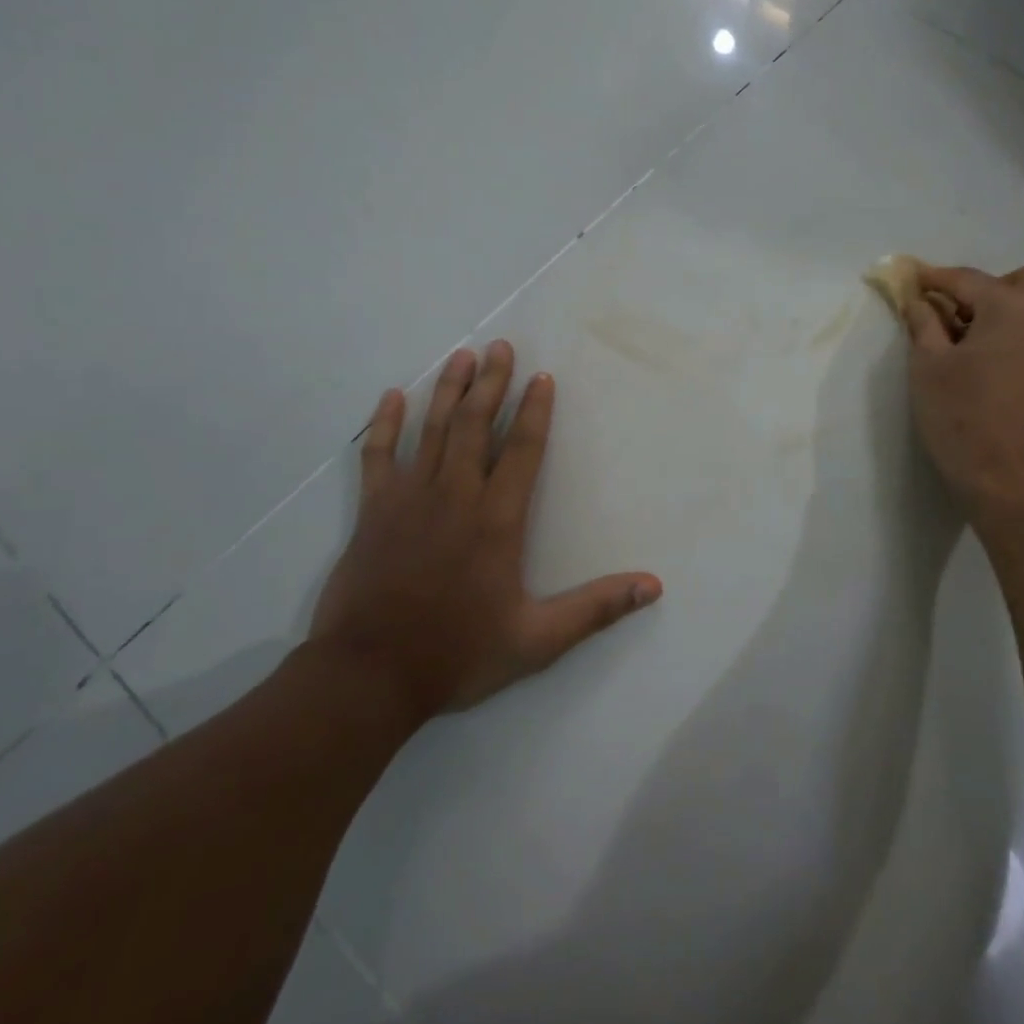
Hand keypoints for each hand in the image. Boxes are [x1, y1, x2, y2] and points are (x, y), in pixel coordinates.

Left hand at [308, 341, 661, 723]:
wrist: (368, 676)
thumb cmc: (457, 654)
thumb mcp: (538, 640)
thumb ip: (596, 608)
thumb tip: (654, 586)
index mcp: (497, 520)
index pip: (521, 450)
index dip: (534, 411)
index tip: (542, 377)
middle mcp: (455, 496)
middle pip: (475, 425)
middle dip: (491, 383)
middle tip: (501, 346)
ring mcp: (409, 499)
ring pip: (432, 430)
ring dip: (448, 390)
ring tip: (462, 356)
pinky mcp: (373, 511)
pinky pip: (378, 456)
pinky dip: (385, 424)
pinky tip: (392, 397)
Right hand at [901, 264, 1023, 526]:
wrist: (1016, 483)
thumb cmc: (965, 420)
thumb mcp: (928, 367)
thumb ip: (922, 323)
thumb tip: (918, 300)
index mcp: (1012, 306)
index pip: (965, 279)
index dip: (931, 279)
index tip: (906, 278)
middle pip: (1017, 281)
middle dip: (982, 290)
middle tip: (950, 316)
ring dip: (1002, 310)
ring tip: (965, 342)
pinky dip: (1016, 332)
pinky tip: (987, 362)